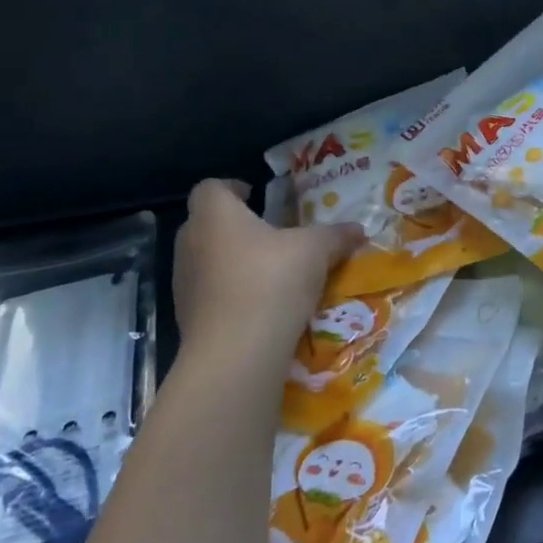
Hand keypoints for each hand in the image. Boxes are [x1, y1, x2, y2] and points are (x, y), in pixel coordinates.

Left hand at [171, 180, 360, 372]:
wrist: (236, 354)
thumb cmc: (271, 281)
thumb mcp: (316, 251)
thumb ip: (335, 236)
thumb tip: (358, 229)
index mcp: (215, 215)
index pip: (211, 188)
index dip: (232, 187)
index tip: (255, 195)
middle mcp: (191, 243)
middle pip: (206, 224)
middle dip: (236, 226)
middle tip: (269, 234)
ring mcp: (184, 284)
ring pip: (207, 261)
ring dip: (232, 262)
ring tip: (268, 272)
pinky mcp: (188, 319)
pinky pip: (210, 295)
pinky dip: (230, 295)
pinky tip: (261, 307)